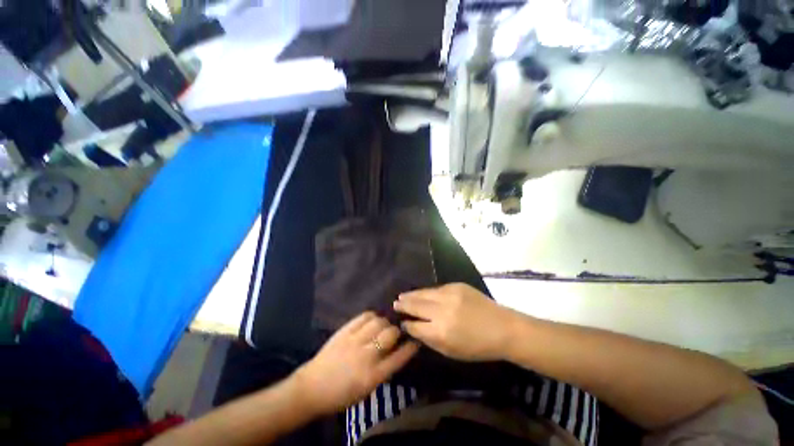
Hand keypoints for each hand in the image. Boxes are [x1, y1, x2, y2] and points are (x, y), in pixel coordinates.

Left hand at [294, 312, 418, 415]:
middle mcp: (366, 356)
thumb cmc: (341, 394)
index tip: (415, 340)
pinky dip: (371, 316)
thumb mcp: (367, 389)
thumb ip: (383, 370)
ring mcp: (354, 341)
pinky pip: (363, 316)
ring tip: (382, 326)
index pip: (399, 357)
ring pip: (378, 322)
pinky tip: (372, 320)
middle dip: (397, 331)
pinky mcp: (345, 331)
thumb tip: (396, 352)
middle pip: (390, 334)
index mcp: (373, 376)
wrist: (312, 387)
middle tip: (396, 333)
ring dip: (384, 323)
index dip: (410, 347)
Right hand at [393, 283, 517, 361]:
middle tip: (395, 303)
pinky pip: (436, 289)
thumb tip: (412, 328)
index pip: (415, 326)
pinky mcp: (456, 285)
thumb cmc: (477, 346)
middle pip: (416, 305)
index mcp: (441, 331)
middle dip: (403, 304)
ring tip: (402, 296)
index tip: (400, 322)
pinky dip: (426, 292)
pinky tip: (421, 293)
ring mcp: (449, 294)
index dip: (406, 324)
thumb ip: (428, 339)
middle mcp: (442, 310)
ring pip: (424, 293)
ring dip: (411, 295)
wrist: (502, 328)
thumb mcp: (450, 351)